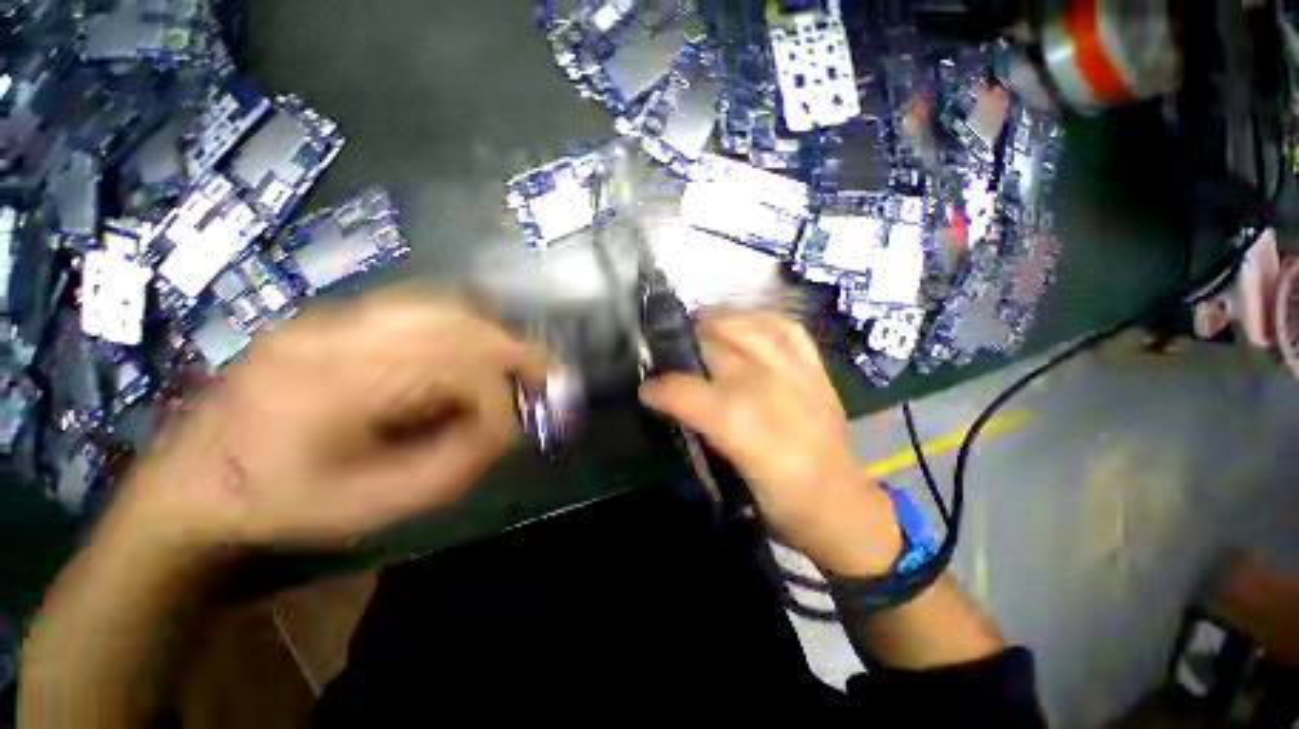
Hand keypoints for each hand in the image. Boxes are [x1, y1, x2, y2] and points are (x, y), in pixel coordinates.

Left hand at [116, 290, 546, 552]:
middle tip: (547, 375)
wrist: (194, 480)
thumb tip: (506, 427)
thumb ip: (453, 466)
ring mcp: (327, 318)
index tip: (512, 431)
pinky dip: (462, 322)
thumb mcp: (371, 509)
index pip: (451, 373)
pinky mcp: (329, 317)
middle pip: (452, 324)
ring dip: (492, 333)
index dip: (496, 402)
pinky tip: (476, 345)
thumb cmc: (281, 506)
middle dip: (513, 352)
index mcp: (331, 391)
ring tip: (518, 360)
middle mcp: (331, 337)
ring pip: (438, 304)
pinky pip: (415, 305)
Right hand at [640, 313, 901, 576]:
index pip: (681, 389)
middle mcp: (762, 385)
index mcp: (735, 419)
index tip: (647, 391)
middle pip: (711, 346)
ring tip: (701, 327)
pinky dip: (762, 321)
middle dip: (682, 345)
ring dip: (717, 323)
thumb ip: (695, 427)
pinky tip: (747, 326)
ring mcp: (792, 371)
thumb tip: (670, 402)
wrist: (837, 503)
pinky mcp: (815, 369)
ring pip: (745, 327)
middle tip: (670, 353)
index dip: (657, 388)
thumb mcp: (724, 470)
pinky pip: (786, 329)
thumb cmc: (775, 497)